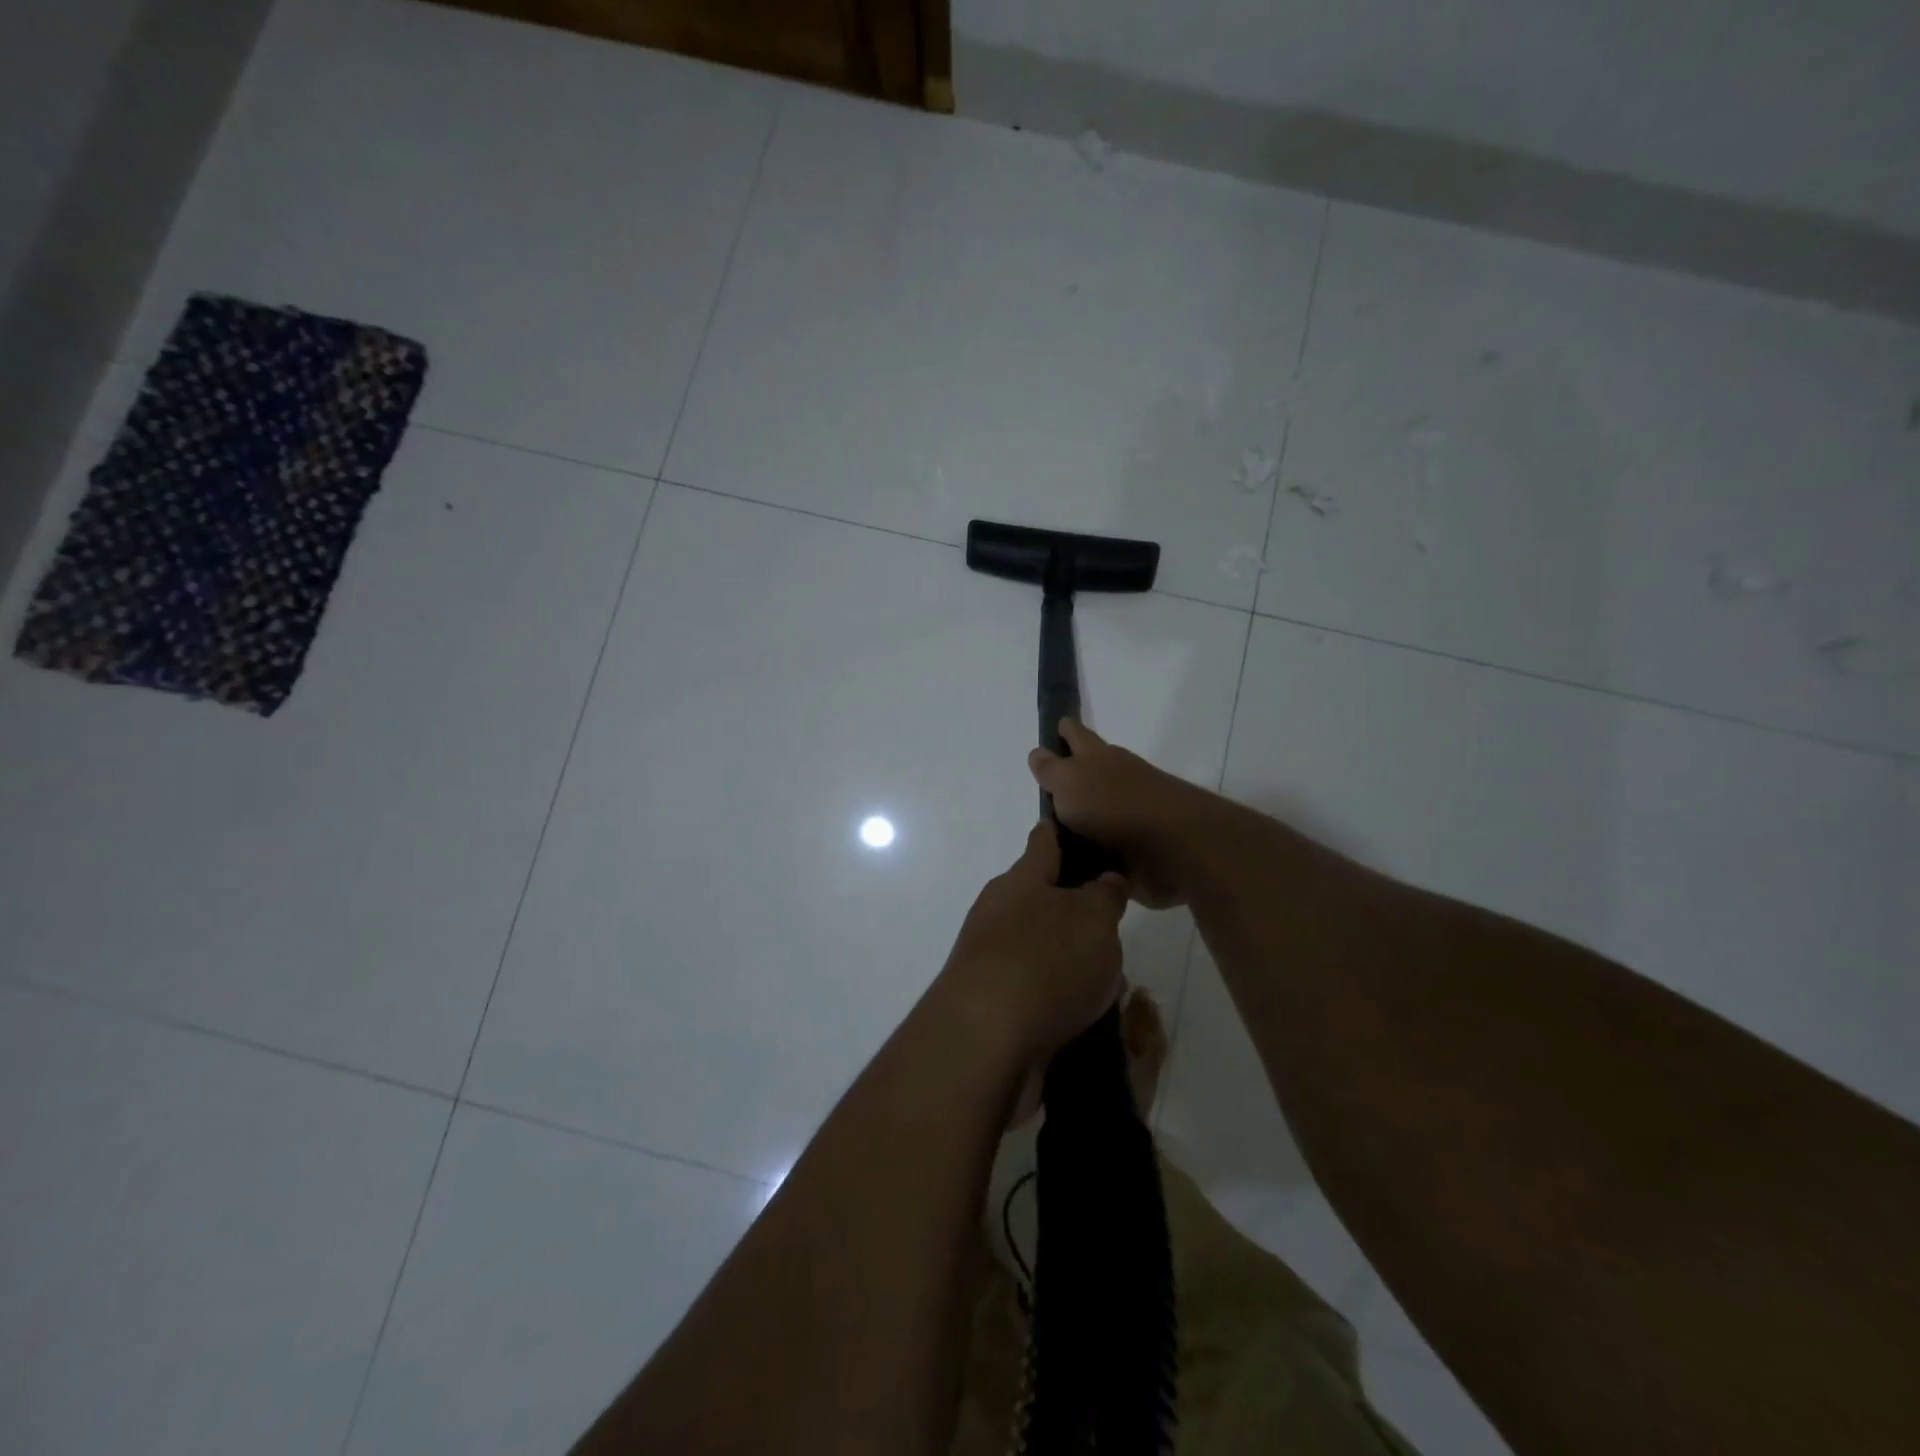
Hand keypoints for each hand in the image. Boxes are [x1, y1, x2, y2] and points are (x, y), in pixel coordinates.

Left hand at [939, 821, 1128, 1064]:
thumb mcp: (1093, 918)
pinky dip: (1061, 997)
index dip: (1063, 832)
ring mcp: (990, 958)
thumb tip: (1104, 880)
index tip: (1082, 829)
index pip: (1043, 841)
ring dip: (1071, 959)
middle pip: (1040, 897)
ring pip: (1041, 947)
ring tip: (1113, 979)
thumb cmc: (1044, 962)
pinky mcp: (991, 1002)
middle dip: (1075, 908)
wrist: (984, 1042)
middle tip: (1115, 923)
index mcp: (1021, 880)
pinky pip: (1036, 989)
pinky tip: (1089, 1015)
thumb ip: (1104, 895)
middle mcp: (999, 912)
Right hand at [1028, 719, 1209, 906]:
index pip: (1076, 735)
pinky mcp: (1136, 849)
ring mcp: (1129, 815)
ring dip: (1081, 820)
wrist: (1172, 846)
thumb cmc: (1113, 804)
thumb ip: (1051, 769)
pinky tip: (1074, 865)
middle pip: (1088, 773)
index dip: (1065, 730)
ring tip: (1052, 836)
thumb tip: (1038, 752)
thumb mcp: (1069, 781)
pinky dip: (1093, 853)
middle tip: (1045, 791)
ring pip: (1097, 812)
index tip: (1057, 725)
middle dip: (1071, 776)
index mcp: (1098, 757)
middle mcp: (1115, 780)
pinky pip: (1106, 847)